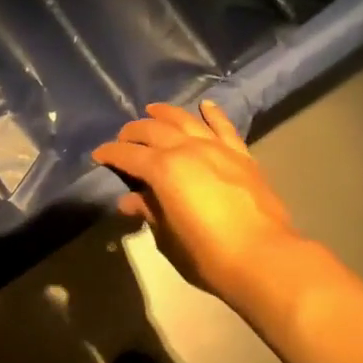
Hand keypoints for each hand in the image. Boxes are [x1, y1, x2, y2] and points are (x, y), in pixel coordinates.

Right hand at [91, 101, 303, 302]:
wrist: (263, 257)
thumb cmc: (207, 254)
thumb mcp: (168, 237)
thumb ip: (149, 212)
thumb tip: (130, 201)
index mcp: (163, 169)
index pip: (129, 155)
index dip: (111, 153)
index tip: (99, 155)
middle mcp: (187, 149)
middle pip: (154, 130)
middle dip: (134, 132)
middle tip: (123, 138)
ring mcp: (217, 148)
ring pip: (186, 120)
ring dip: (166, 113)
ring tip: (153, 110)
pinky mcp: (241, 155)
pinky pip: (224, 127)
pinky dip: (212, 114)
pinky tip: (205, 106)